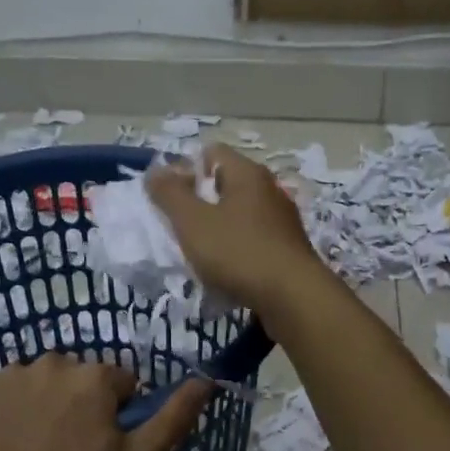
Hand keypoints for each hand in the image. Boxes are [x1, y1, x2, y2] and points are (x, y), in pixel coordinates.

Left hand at [0, 354, 211, 450]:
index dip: (115, 415)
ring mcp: (6, 374)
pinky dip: (3, 409)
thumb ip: (172, 419)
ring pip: (37, 382)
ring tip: (31, 450)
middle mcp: (50, 362)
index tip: (101, 448)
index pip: (119, 383)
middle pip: (76, 377)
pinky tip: (1, 443)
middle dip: (77, 404)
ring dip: (40, 403)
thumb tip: (206, 380)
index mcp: (94, 378)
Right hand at [147, 145, 323, 315]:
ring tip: (199, 255)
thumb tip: (155, 171)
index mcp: (247, 174)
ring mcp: (281, 220)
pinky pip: (252, 241)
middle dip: (198, 204)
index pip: (210, 153)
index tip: (169, 199)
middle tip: (179, 228)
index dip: (184, 170)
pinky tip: (225, 273)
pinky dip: (235, 252)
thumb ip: (170, 194)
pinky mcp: (287, 249)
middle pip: (224, 185)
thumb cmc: (238, 252)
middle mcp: (269, 190)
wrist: (294, 298)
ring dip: (216, 231)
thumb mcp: (193, 222)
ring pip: (238, 215)